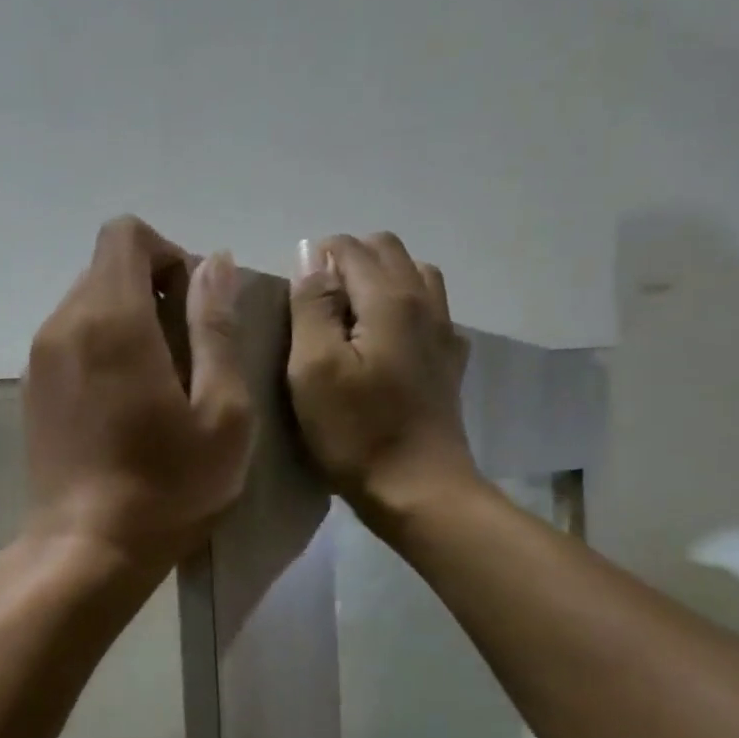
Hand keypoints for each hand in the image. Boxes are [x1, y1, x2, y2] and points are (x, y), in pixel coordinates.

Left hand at [23, 216, 252, 578]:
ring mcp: (38, 360)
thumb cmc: (167, 487)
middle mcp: (62, 325)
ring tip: (158, 384)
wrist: (86, 549)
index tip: (194, 307)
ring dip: (127, 323)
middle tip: (186, 353)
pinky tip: (123, 406)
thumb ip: (217, 326)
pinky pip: (69, 343)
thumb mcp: (221, 411)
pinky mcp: (30, 392)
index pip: (126, 235)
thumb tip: (215, 263)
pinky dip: (100, 351)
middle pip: (105, 269)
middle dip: (152, 290)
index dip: (169, 255)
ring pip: (86, 306)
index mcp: (110, 318)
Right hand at [286, 233, 479, 528]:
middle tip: (313, 305)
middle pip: (387, 252)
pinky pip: (429, 310)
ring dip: (377, 281)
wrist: (417, 489)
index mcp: (389, 299)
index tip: (290, 296)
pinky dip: (402, 308)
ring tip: (346, 318)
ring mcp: (444, 332)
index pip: (350, 248)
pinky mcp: (448, 362)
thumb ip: (311, 306)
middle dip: (346, 263)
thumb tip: (312, 257)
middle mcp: (425, 302)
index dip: (315, 259)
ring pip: (413, 276)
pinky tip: (383, 341)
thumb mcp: (314, 369)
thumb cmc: (356, 432)